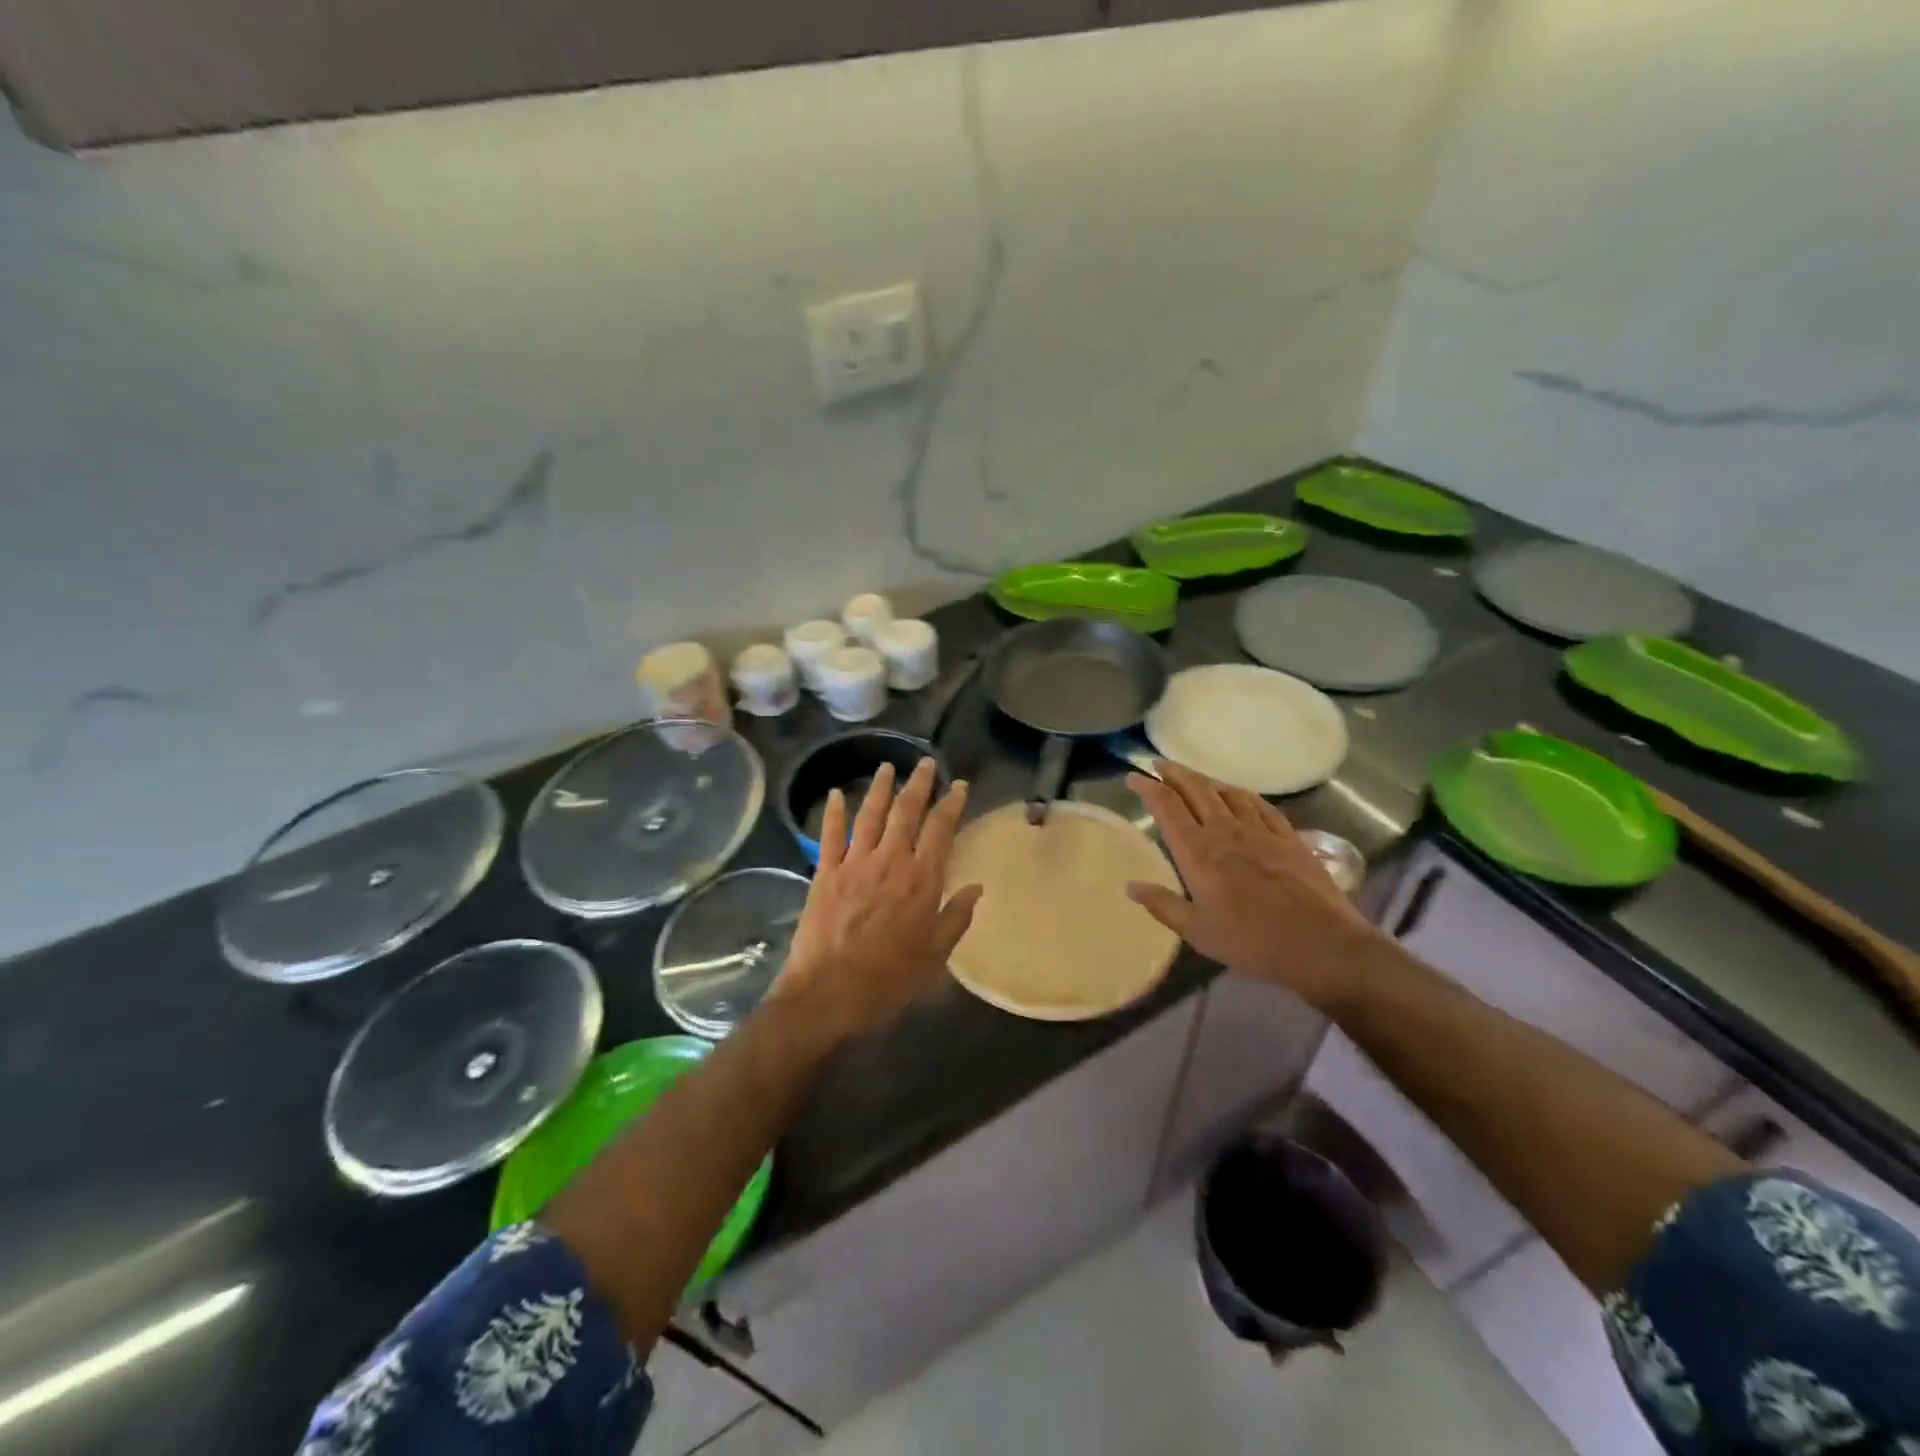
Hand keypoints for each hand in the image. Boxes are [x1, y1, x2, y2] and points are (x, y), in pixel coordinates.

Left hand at [774, 758, 982, 1043]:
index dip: (951, 804)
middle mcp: (890, 861)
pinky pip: (830, 836)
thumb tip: (976, 887)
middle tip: (926, 763)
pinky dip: (833, 813)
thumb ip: (956, 918)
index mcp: (921, 880)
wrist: (829, 993)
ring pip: (870, 815)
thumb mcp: (935, 956)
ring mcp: (854, 864)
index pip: (941, 830)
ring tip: (887, 766)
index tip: (959, 785)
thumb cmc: (889, 980)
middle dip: (919, 784)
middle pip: (906, 812)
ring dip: (879, 788)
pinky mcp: (825, 873)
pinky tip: (836, 794)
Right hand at [1125, 761, 1381, 1009]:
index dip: (1149, 788)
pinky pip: (1261, 805)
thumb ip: (1162, 905)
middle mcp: (1225, 832)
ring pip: (1227, 793)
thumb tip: (1130, 886)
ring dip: (1206, 780)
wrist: (1319, 944)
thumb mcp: (1197, 931)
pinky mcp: (1288, 838)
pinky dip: (1243, 795)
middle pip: (1196, 790)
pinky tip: (1240, 794)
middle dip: (1175, 774)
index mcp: (1197, 852)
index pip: (1167, 808)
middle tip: (1159, 764)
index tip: (1134, 778)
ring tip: (1195, 778)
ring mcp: (1260, 831)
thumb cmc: (1250, 941)